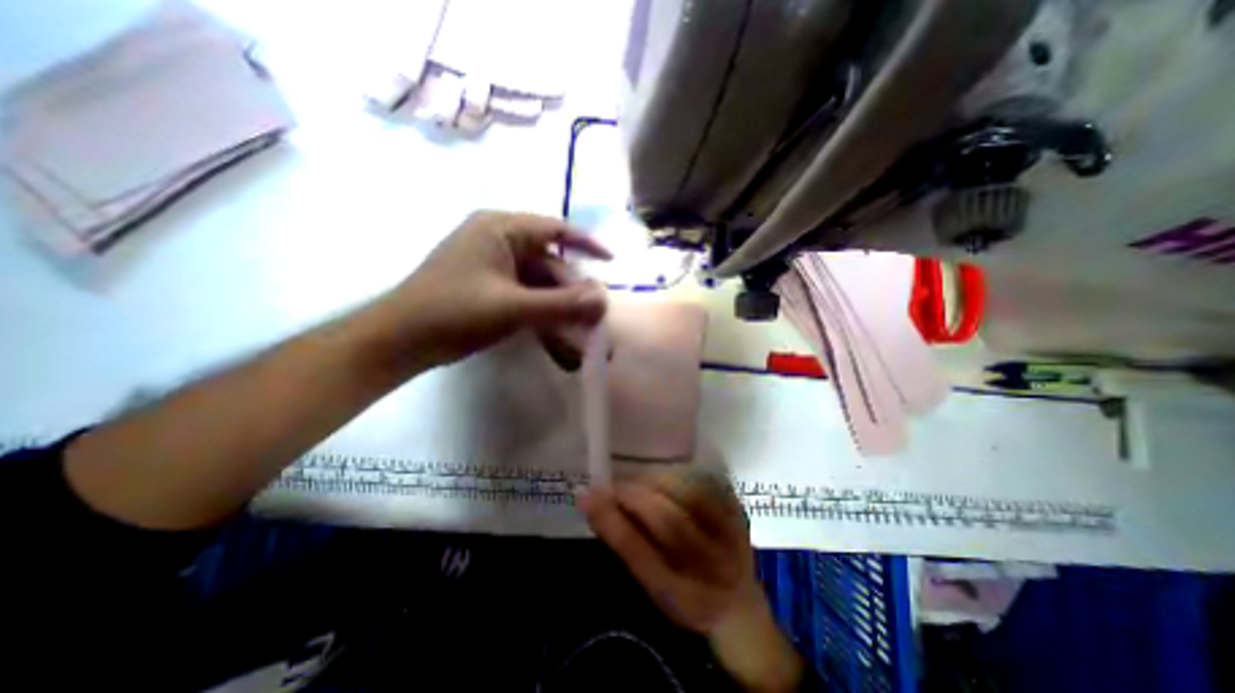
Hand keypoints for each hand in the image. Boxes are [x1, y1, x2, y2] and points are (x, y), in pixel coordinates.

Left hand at [376, 211, 605, 369]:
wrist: (400, 340)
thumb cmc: (454, 312)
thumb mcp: (513, 308)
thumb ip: (562, 304)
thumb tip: (604, 299)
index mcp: (501, 229)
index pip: (556, 229)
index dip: (587, 244)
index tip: (611, 261)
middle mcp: (498, 240)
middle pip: (549, 263)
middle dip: (572, 291)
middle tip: (594, 316)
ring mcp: (492, 265)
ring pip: (539, 284)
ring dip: (558, 307)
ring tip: (578, 333)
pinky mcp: (488, 287)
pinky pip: (525, 296)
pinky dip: (541, 314)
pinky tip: (556, 336)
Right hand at [582, 472, 806, 692]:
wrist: (739, 605)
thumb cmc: (685, 597)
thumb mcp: (652, 586)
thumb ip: (626, 545)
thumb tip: (594, 502)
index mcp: (684, 596)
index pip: (641, 554)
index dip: (612, 520)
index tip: (587, 495)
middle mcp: (712, 567)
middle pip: (668, 520)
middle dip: (633, 495)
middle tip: (612, 485)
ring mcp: (732, 537)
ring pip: (687, 494)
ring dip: (655, 481)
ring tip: (637, 482)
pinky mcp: (739, 512)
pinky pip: (704, 482)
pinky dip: (677, 476)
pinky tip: (664, 480)